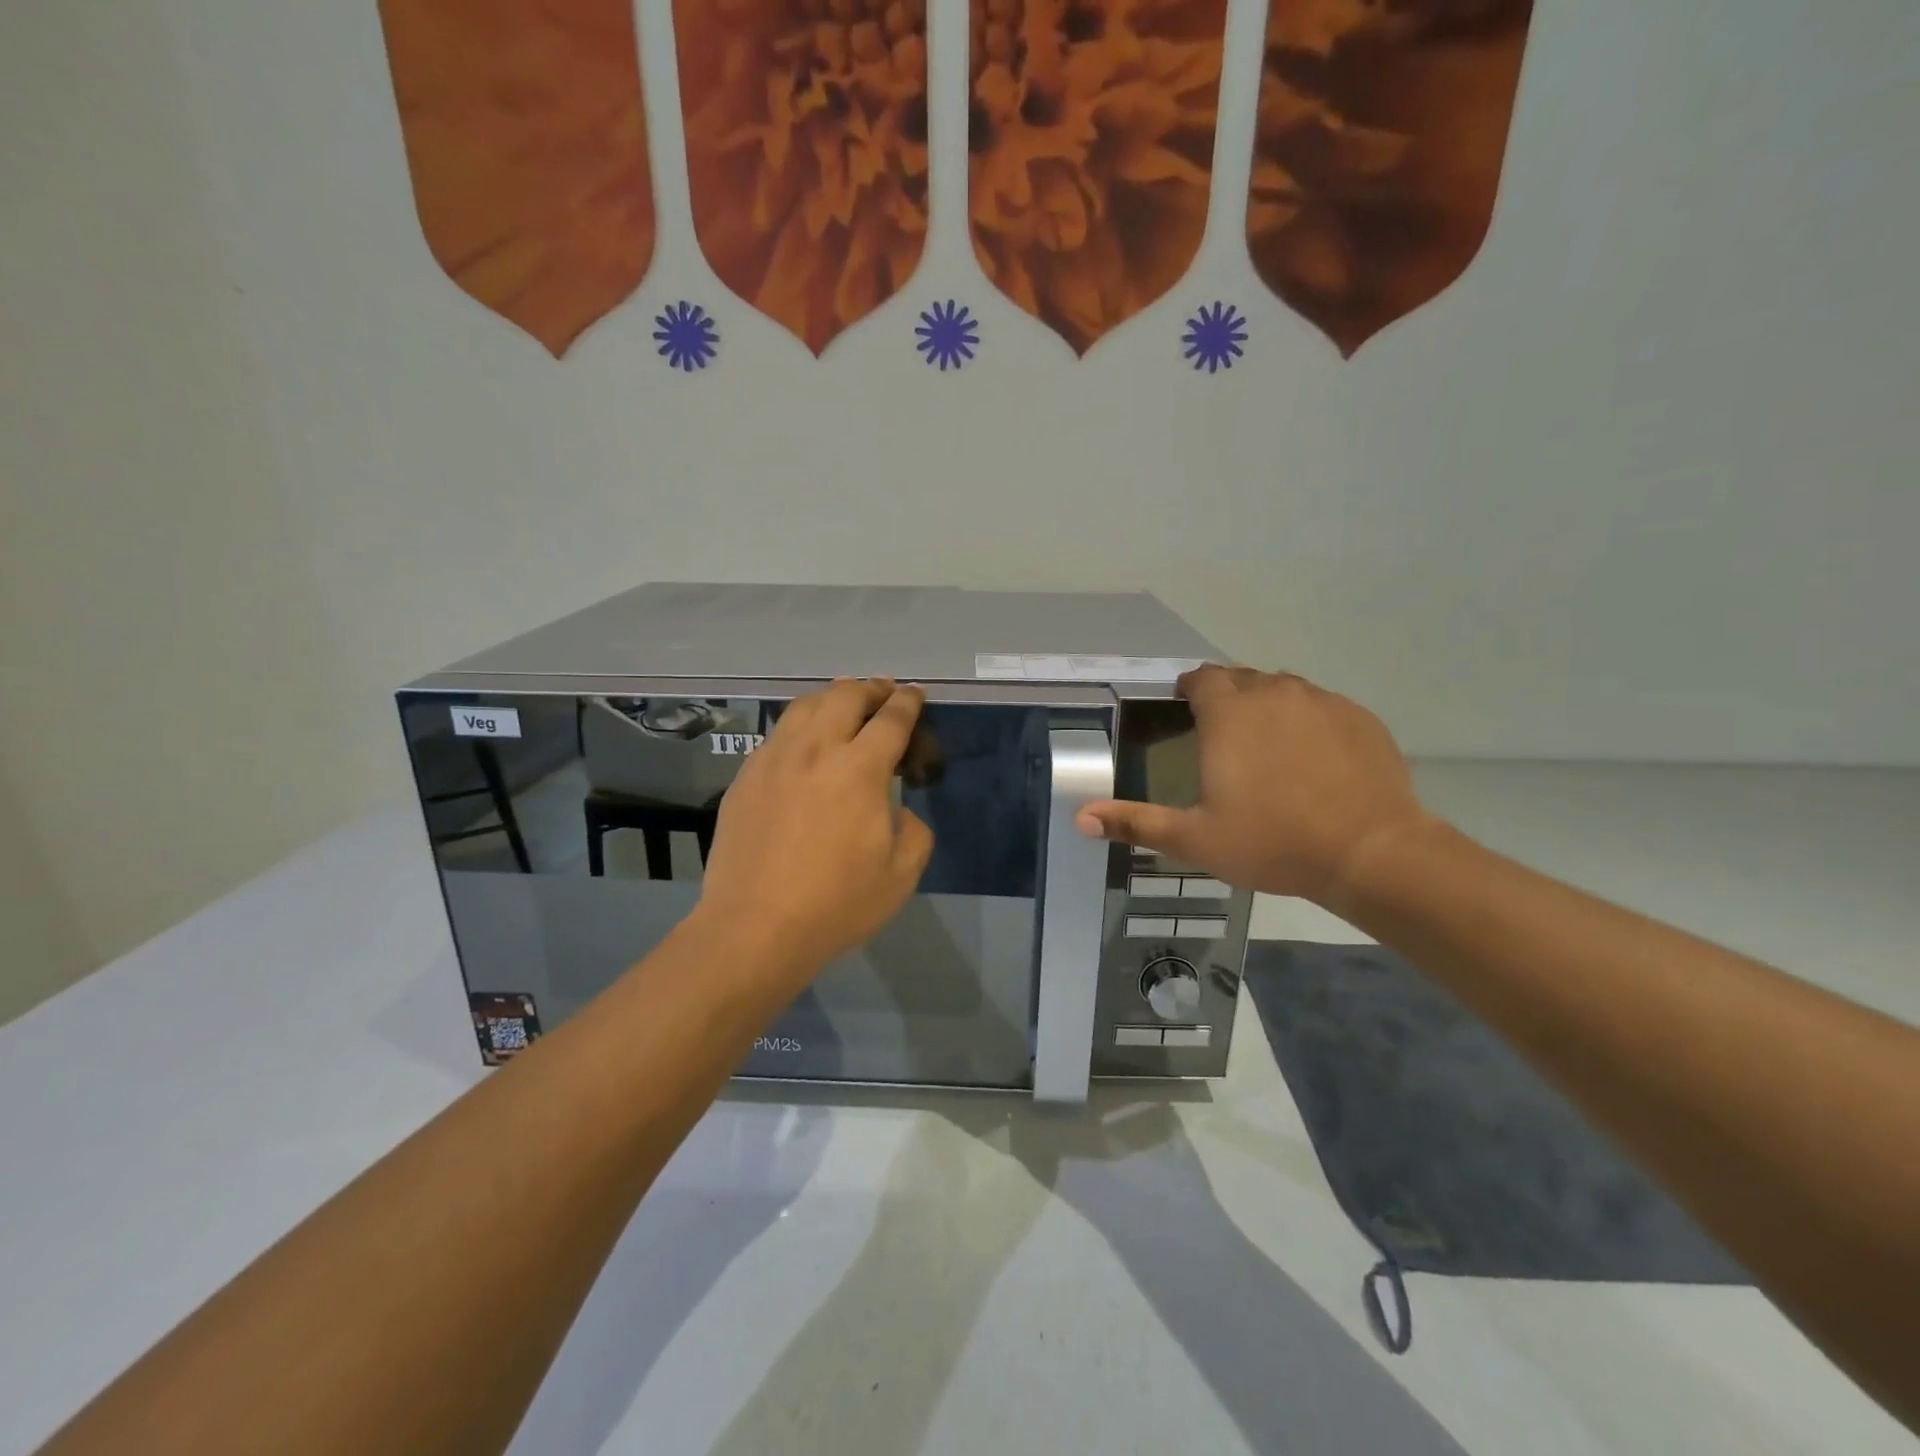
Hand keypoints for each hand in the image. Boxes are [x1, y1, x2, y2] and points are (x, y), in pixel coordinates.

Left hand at [697, 678, 933, 976]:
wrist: (754, 927)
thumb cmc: (835, 904)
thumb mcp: (901, 876)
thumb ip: (913, 832)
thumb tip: (898, 812)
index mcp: (860, 770)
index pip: (891, 719)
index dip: (908, 702)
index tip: (915, 694)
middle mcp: (816, 751)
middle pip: (845, 695)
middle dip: (872, 688)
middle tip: (884, 694)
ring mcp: (774, 760)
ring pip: (804, 705)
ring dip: (832, 698)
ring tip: (844, 707)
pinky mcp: (745, 777)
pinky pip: (777, 734)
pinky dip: (800, 726)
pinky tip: (804, 744)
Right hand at [1076, 666, 1433, 905]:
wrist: (1370, 852)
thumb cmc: (1272, 841)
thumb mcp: (1194, 838)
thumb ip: (1135, 822)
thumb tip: (1080, 818)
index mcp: (1228, 714)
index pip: (1202, 678)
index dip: (1190, 689)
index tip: (1186, 707)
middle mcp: (1273, 693)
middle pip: (1242, 677)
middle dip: (1227, 695)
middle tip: (1221, 733)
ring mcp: (1322, 701)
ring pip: (1283, 688)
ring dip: (1267, 703)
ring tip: (1265, 742)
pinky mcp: (1359, 717)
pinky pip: (1322, 705)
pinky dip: (1308, 719)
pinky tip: (1312, 757)